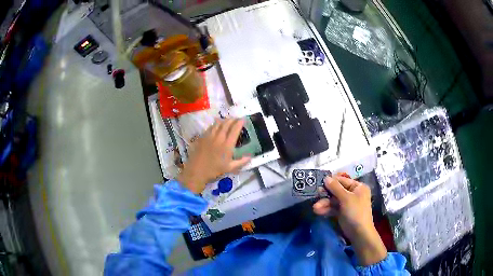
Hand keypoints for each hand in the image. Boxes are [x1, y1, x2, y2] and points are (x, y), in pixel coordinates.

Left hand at [177, 119, 250, 193]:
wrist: (197, 170)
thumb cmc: (214, 170)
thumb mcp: (230, 168)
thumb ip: (241, 161)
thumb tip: (250, 156)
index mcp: (227, 145)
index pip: (235, 130)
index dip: (239, 123)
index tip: (243, 119)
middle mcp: (219, 138)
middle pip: (226, 124)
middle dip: (232, 119)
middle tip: (236, 118)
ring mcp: (209, 136)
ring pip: (217, 124)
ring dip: (224, 120)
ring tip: (228, 120)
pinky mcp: (202, 137)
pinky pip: (210, 127)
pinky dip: (215, 124)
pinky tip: (216, 125)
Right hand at [313, 175, 386, 265]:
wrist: (359, 233)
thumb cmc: (356, 212)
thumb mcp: (346, 198)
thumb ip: (335, 187)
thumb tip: (326, 177)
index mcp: (358, 187)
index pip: (343, 180)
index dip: (332, 181)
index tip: (320, 182)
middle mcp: (353, 194)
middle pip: (337, 190)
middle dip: (326, 194)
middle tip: (316, 194)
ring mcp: (347, 204)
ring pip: (333, 200)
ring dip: (324, 203)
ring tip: (315, 208)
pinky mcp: (342, 212)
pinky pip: (333, 208)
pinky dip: (326, 209)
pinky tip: (318, 211)